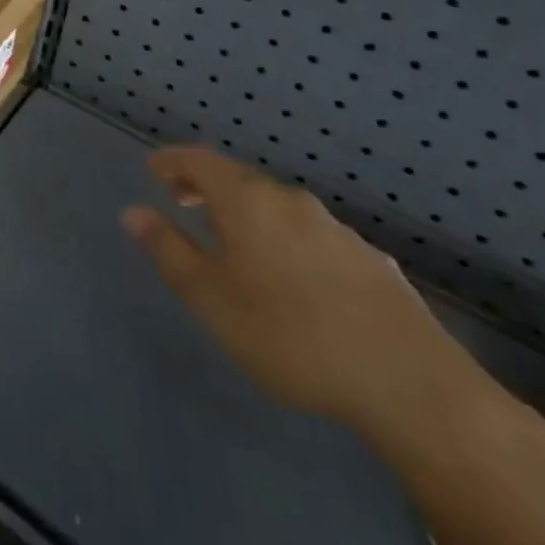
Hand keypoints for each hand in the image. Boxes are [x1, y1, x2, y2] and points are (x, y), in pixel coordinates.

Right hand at [122, 146, 489, 439]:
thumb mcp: (211, 298)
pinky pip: (310, 234)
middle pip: (239, 179)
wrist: (411, 384)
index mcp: (248, 201)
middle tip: (182, 200)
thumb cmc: (290, 334)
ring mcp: (336, 229)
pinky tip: (290, 275)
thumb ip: (169, 251)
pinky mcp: (370, 261)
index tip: (152, 166)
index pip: (200, 160)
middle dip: (206, 185)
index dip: (173, 160)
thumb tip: (133, 212)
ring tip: (231, 240)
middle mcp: (290, 201)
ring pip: (277, 207)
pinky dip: (283, 238)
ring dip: (246, 213)